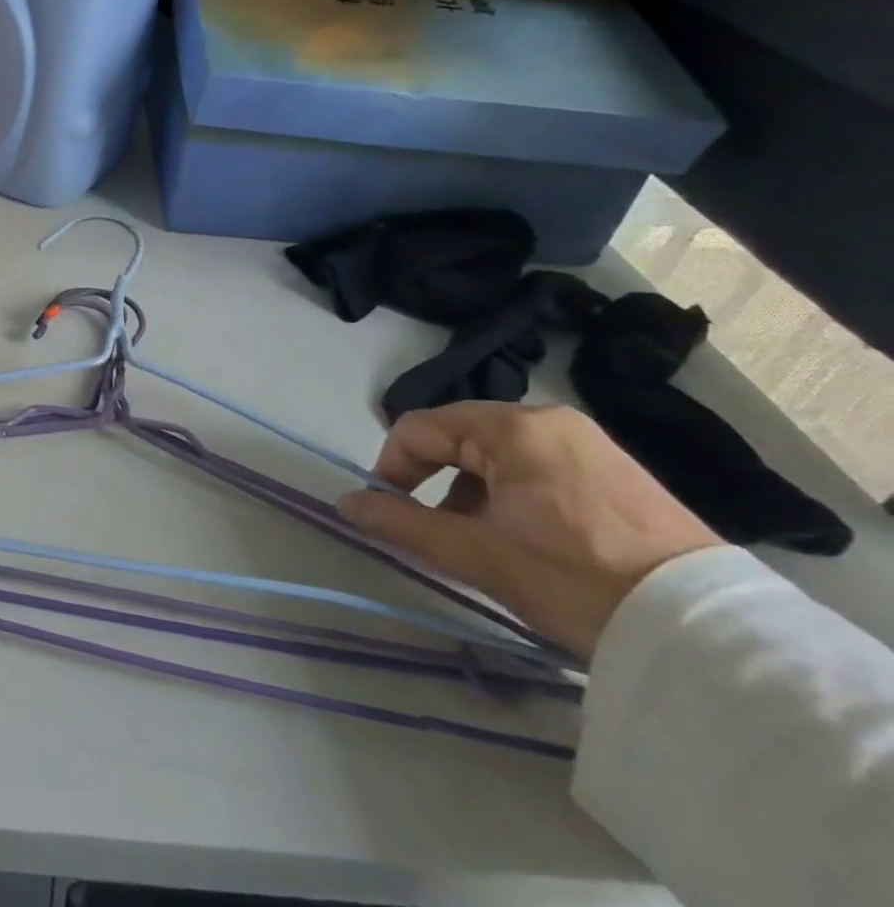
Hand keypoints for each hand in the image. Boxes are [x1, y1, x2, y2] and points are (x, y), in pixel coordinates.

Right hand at [337, 401, 721, 658]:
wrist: (714, 639)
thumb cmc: (576, 581)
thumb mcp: (478, 555)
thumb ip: (403, 523)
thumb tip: (345, 503)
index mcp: (513, 427)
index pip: (421, 428)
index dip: (391, 466)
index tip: (387, 510)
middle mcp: (550, 421)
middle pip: (460, 438)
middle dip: (435, 482)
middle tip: (434, 531)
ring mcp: (590, 445)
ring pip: (500, 457)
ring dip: (472, 493)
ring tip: (481, 545)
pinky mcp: (620, 475)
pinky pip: (540, 470)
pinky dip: (513, 498)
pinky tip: (527, 543)